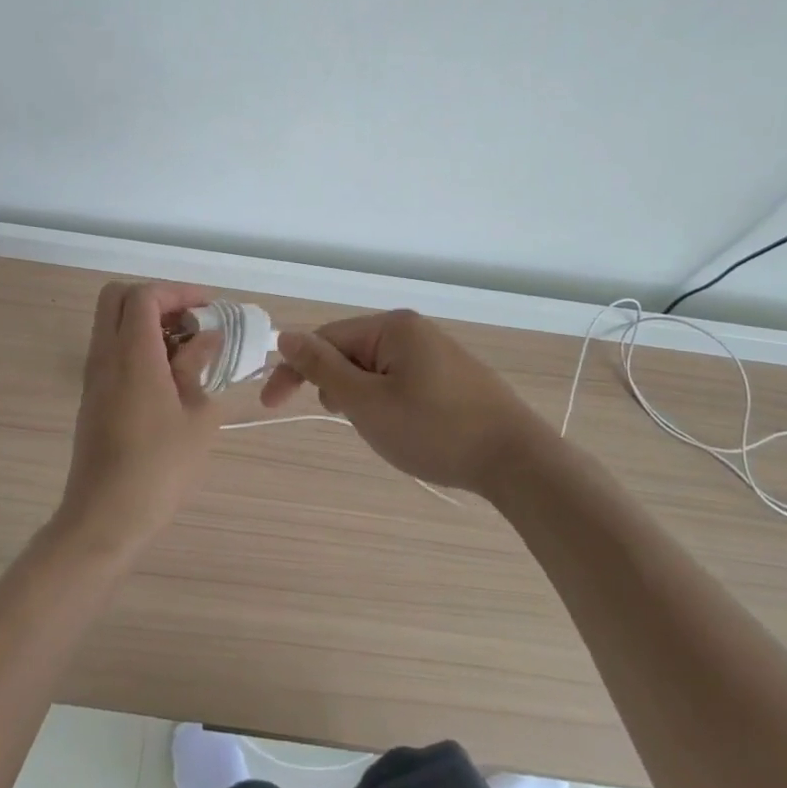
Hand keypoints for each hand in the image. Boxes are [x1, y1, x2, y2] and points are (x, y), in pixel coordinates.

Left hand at [56, 281, 223, 553]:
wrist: (106, 517)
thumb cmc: (160, 467)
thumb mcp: (198, 415)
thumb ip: (199, 367)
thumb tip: (207, 339)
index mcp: (133, 354)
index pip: (145, 295)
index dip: (178, 292)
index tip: (208, 308)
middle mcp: (106, 355)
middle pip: (118, 298)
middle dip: (156, 299)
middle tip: (189, 322)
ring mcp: (94, 376)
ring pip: (112, 324)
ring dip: (146, 323)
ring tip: (186, 351)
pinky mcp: (92, 397)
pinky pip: (111, 350)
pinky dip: (137, 346)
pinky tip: (168, 377)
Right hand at [261, 309, 548, 496]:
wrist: (516, 460)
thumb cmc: (434, 428)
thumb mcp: (366, 402)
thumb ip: (323, 368)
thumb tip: (287, 336)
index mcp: (393, 327)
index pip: (327, 338)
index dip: (294, 368)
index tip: (270, 403)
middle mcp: (415, 330)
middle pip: (352, 350)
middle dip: (335, 384)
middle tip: (341, 419)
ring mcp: (438, 353)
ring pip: (377, 369)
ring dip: (361, 395)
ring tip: (372, 427)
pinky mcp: (454, 378)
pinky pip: (402, 380)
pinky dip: (387, 401)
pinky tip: (400, 426)